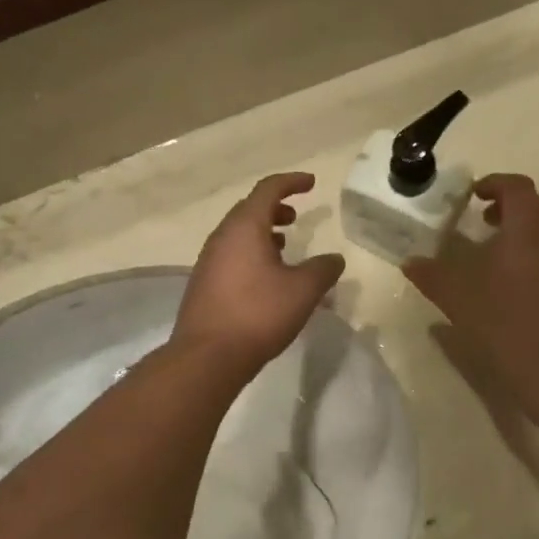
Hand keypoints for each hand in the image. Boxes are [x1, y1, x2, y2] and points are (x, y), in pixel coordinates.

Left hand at [175, 173, 344, 372]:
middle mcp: (221, 238)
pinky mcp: (204, 286)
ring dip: (262, 234)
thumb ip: (323, 270)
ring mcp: (208, 262)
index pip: (268, 190)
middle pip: (249, 211)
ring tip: (284, 248)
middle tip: (295, 218)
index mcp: (244, 227)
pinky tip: (266, 280)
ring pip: (238, 236)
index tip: (311, 183)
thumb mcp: (303, 291)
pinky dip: (251, 255)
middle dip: (274, 209)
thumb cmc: (258, 315)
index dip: (291, 182)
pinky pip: (231, 257)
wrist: (208, 356)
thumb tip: (334, 259)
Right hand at [404, 175, 538, 430]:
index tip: (471, 195)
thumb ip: (432, 275)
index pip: (517, 187)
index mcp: (527, 230)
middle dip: (506, 206)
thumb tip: (410, 262)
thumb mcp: (458, 299)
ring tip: (490, 251)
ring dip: (518, 231)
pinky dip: (529, 253)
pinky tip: (507, 284)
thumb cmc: (505, 325)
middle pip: (534, 206)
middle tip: (477, 220)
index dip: (494, 184)